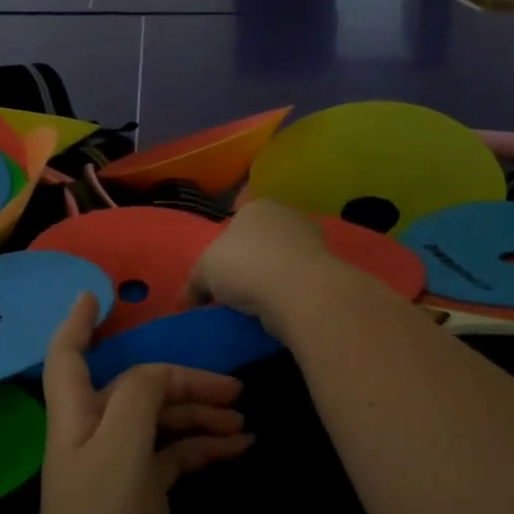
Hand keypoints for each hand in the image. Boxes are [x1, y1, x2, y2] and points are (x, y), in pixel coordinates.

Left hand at [24, 292, 252, 513]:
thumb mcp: (120, 451)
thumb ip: (137, 397)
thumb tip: (159, 375)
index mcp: (76, 416)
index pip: (68, 356)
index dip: (77, 322)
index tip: (98, 294)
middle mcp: (95, 432)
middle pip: (135, 386)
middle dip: (180, 380)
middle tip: (231, 387)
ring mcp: (120, 463)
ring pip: (160, 419)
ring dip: (199, 414)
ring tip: (243, 421)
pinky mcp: (143, 492)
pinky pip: (175, 453)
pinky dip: (202, 446)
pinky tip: (238, 449)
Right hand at [186, 199, 348, 330]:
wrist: (299, 291)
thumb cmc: (245, 266)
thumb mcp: (204, 273)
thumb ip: (194, 284)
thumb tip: (185, 301)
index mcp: (256, 206)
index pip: (239, 219)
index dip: (228, 244)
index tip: (222, 270)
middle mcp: (287, 215)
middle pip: (263, 237)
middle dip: (253, 258)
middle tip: (237, 287)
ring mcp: (312, 239)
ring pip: (284, 258)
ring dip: (273, 276)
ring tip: (258, 303)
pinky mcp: (328, 267)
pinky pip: (300, 278)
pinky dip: (290, 290)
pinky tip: (280, 307)